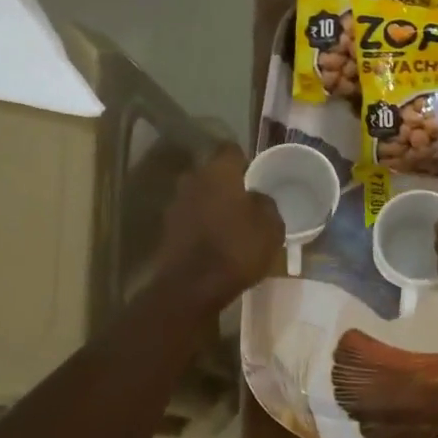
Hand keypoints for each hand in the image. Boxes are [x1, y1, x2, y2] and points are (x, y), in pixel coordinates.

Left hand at [158, 142, 284, 308]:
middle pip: (212, 174)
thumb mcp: (271, 226)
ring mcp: (176, 205)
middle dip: (226, 184)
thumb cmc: (237, 248)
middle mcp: (192, 180)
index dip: (245, 161)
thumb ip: (266, 204)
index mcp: (218, 171)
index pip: (232, 150)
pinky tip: (215, 242)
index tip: (256, 175)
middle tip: (245, 201)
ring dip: (212, 205)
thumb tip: (257, 198)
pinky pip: (190, 219)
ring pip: (199, 196)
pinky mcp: (167, 230)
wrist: (192, 287)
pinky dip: (201, 225)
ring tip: (231, 224)